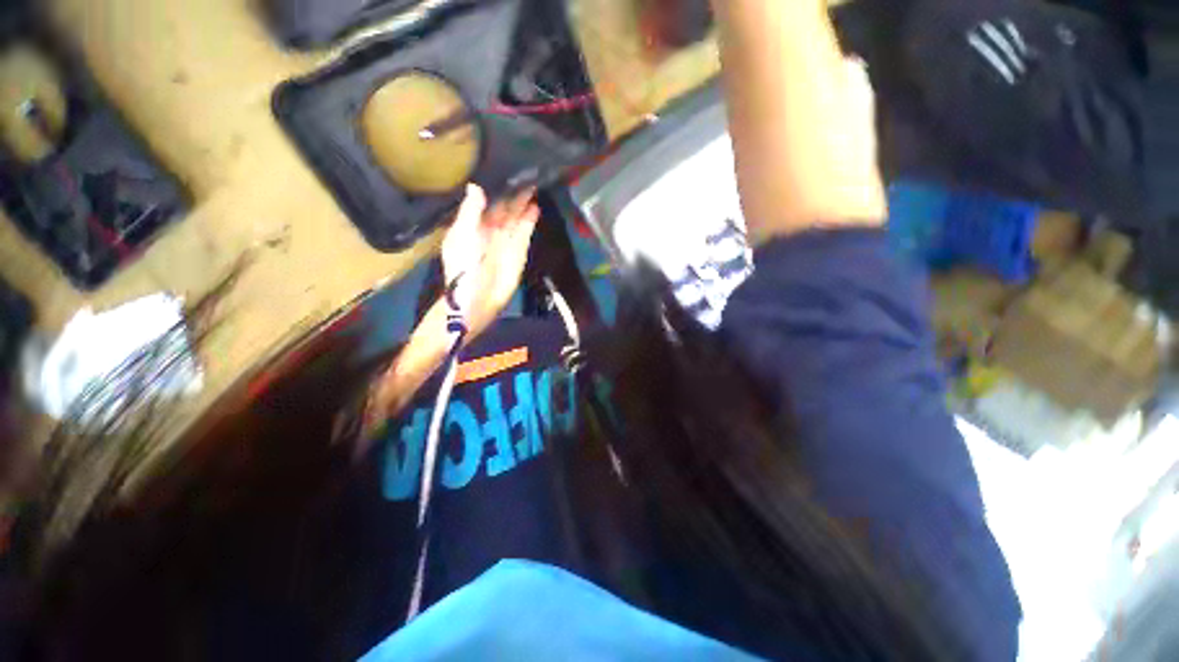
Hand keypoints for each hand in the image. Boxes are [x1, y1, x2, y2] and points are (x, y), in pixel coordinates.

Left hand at [441, 183, 539, 339]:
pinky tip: (536, 208)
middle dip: (514, 193)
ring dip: (524, 204)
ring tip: (534, 185)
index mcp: (473, 224)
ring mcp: (506, 241)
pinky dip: (530, 221)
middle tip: (526, 173)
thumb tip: (475, 186)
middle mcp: (490, 229)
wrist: (477, 298)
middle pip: (504, 207)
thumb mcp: (462, 236)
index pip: (486, 201)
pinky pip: (525, 232)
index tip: (505, 170)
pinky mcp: (519, 252)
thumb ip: (470, 212)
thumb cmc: (463, 267)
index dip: (496, 188)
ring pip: (517, 218)